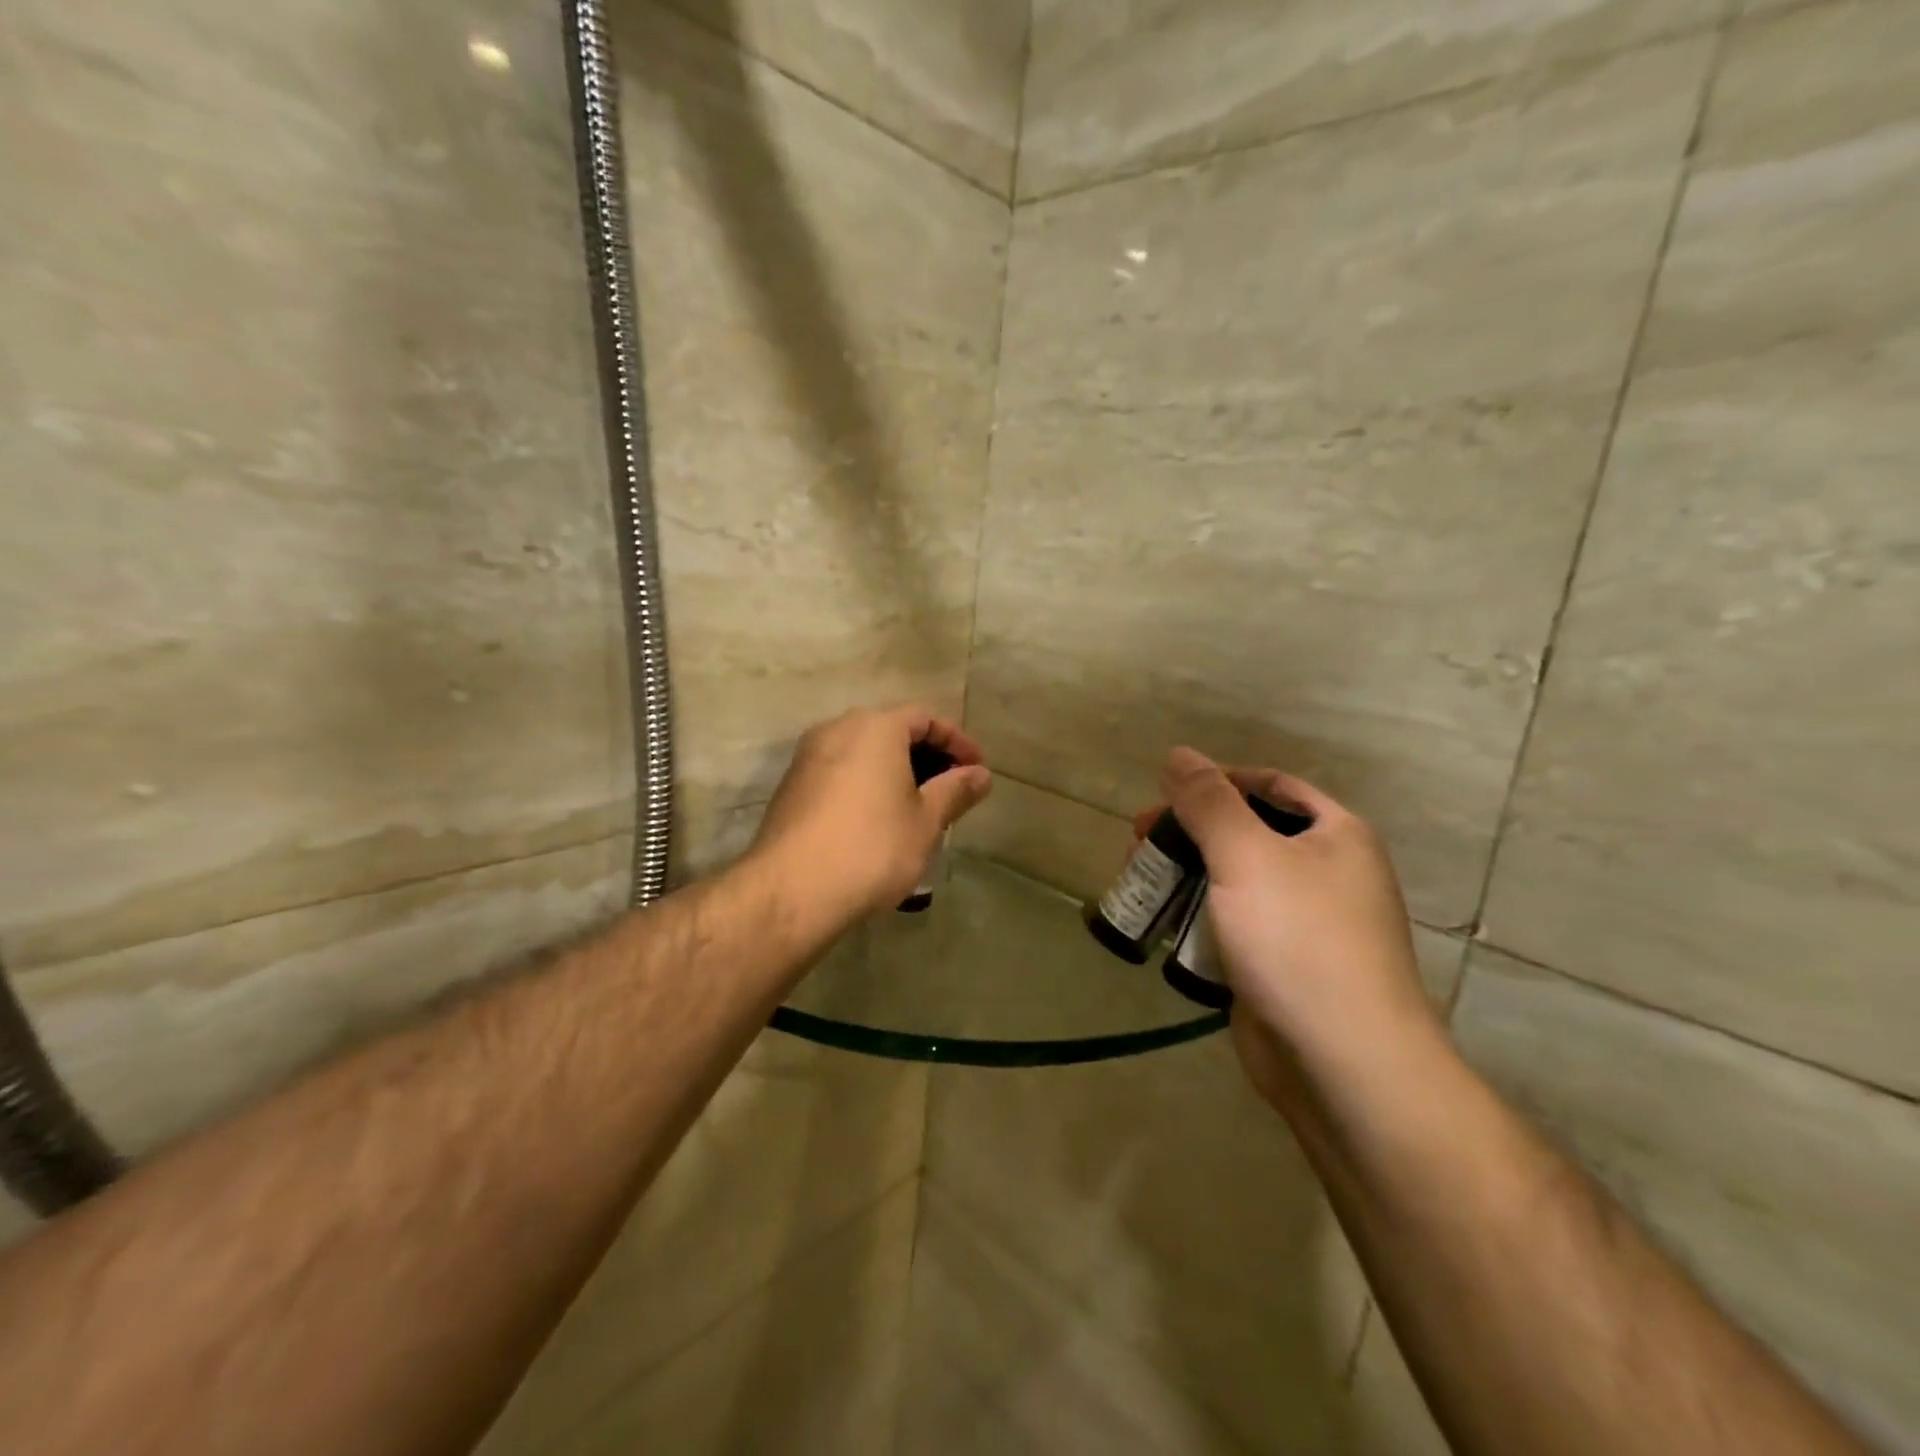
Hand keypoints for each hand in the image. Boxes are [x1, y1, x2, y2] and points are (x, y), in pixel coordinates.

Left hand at [751, 705, 992, 924]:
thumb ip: (956, 791)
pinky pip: (841, 771)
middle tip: (952, 788)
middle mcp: (837, 729)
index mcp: (875, 727)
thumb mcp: (926, 821)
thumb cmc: (872, 848)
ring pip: (864, 752)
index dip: (956, 741)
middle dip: (927, 756)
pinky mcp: (792, 786)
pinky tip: (880, 818)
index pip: (925, 717)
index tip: (977, 769)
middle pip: (892, 730)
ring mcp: (808, 757)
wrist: (791, 891)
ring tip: (920, 806)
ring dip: (896, 771)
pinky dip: (867, 784)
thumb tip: (981, 775)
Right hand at [1144, 748, 1438, 1109]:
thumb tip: (1178, 754)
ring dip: (1186, 875)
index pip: (1271, 787)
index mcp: (1336, 835)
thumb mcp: (1247, 856)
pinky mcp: (1281, 966)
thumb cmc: (1299, 940)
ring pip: (1234, 882)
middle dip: (1190, 831)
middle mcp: (1327, 873)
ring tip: (1140, 881)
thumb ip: (1209, 802)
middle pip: (1247, 833)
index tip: (1165, 793)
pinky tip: (1162, 924)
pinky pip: (1233, 925)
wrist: (1343, 1062)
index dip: (1217, 782)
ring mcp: (1305, 924)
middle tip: (1138, 841)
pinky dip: (1197, 918)